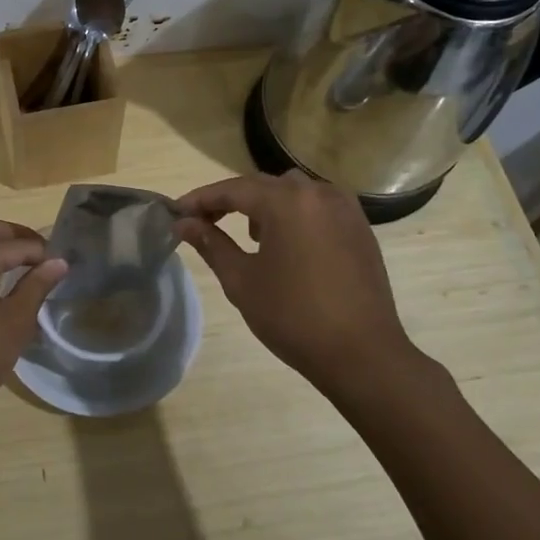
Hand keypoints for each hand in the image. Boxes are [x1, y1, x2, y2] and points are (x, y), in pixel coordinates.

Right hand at [175, 171, 439, 398]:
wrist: (362, 354)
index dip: (201, 199)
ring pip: (294, 192)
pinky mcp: (360, 227)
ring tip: (250, 236)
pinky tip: (288, 244)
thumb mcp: (242, 281)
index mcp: (286, 201)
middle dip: (231, 200)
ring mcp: (344, 208)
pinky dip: (296, 214)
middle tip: (204, 223)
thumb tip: (184, 223)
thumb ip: (211, 244)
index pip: (232, 189)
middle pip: (263, 186)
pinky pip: (318, 207)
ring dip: (266, 205)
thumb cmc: (293, 316)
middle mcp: (317, 193)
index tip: (176, 212)